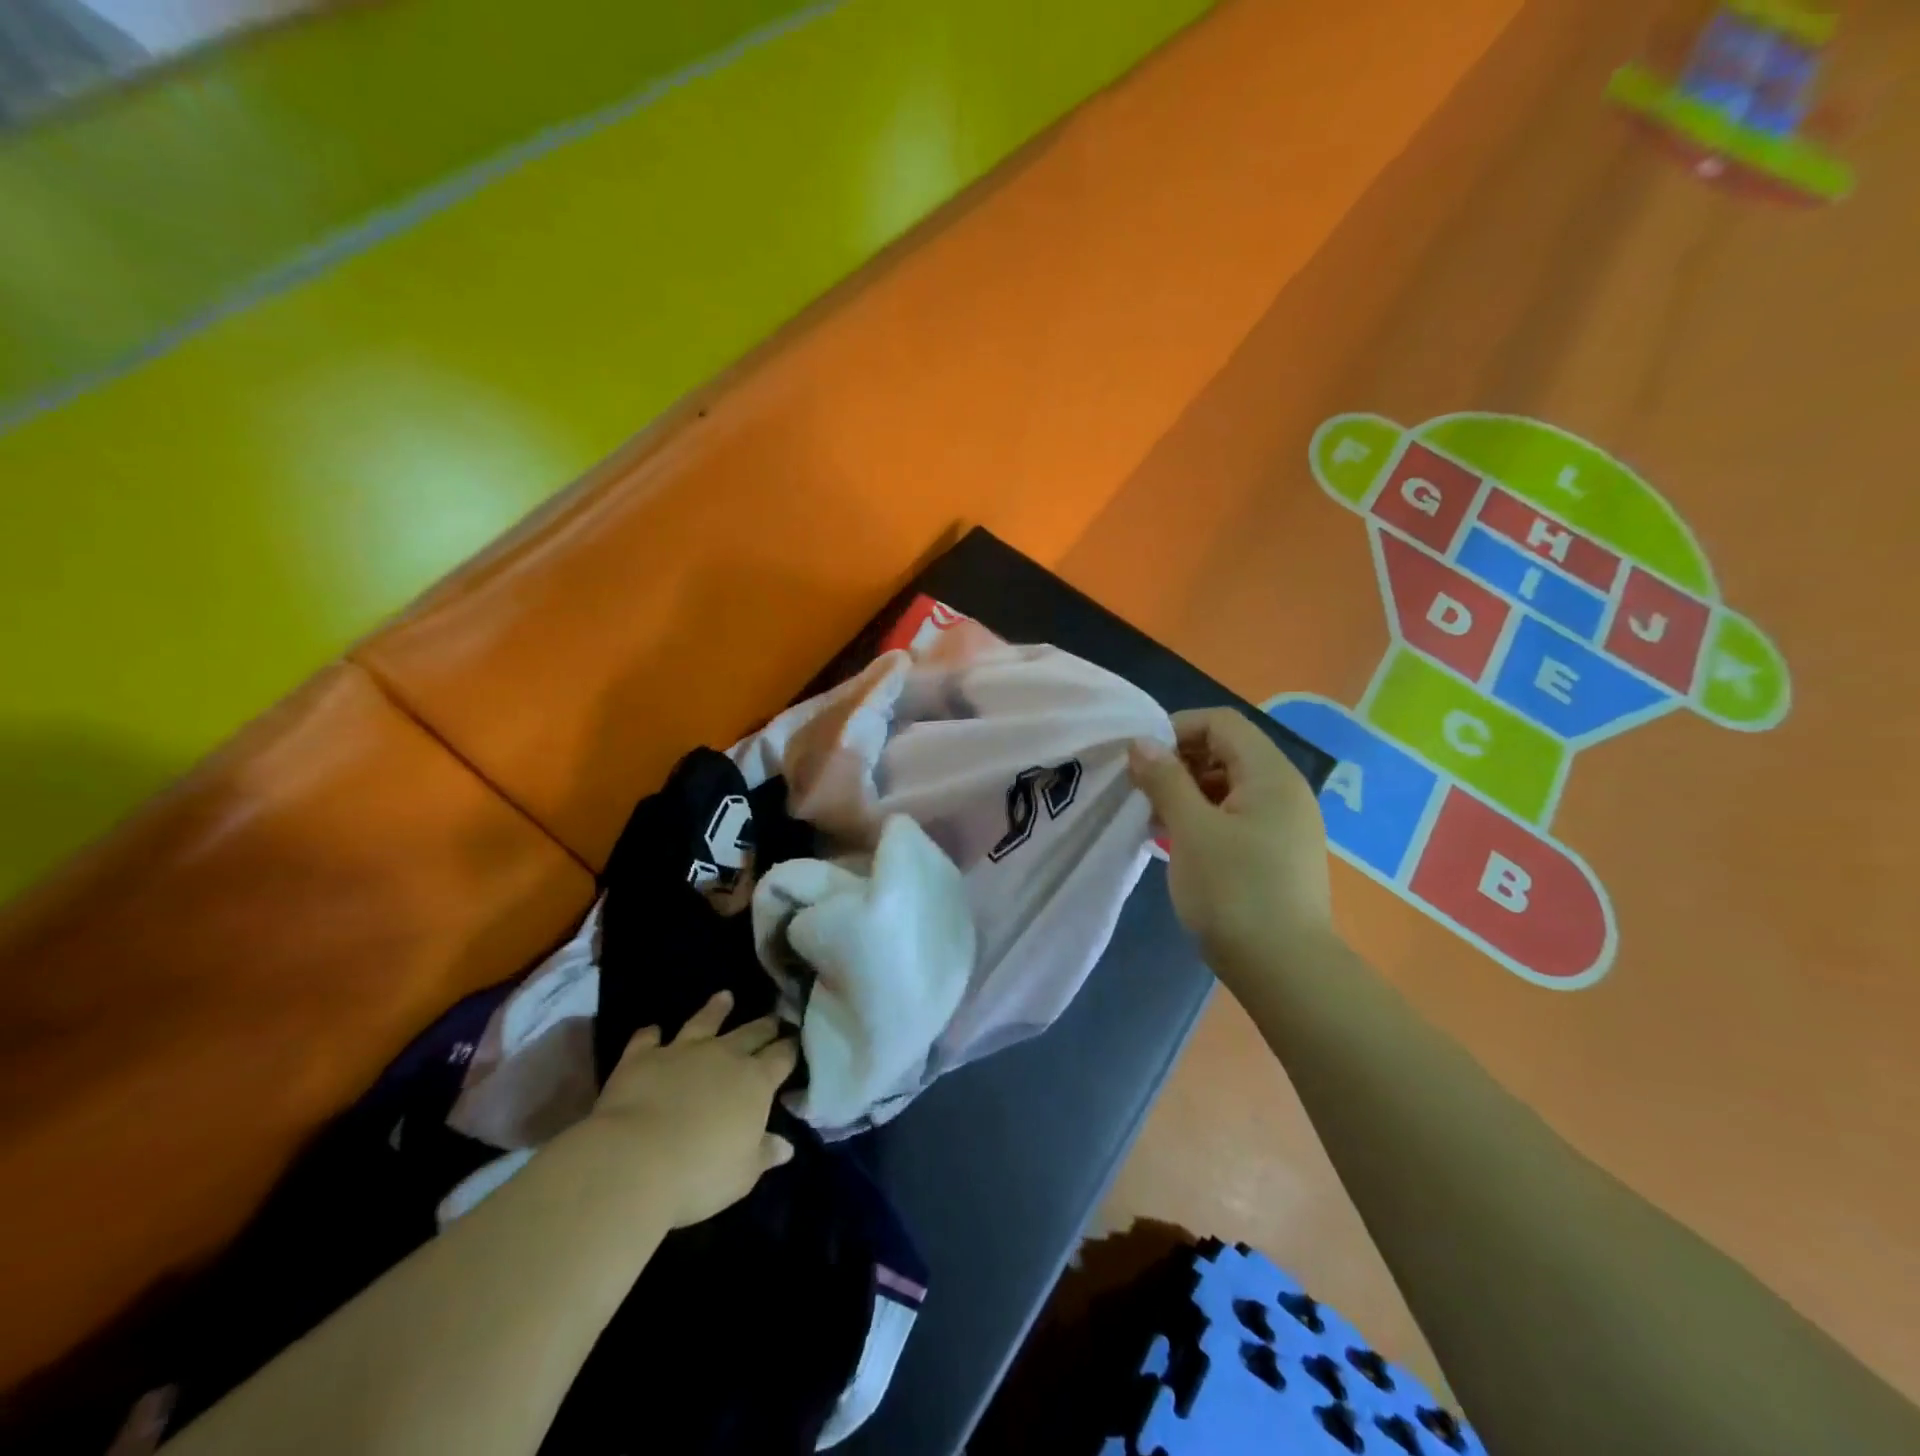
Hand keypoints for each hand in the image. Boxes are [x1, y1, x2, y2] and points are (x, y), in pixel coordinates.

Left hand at [589, 992, 797, 1227]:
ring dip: (715, 1009)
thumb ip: (764, 1154)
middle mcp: (724, 1056)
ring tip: (724, 997)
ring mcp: (683, 1051)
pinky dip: (650, 1034)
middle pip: (751, 1034)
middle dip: (765, 1026)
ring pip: (704, 1022)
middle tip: (773, 1019)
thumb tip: (786, 1145)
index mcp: (756, 1082)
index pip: (781, 1058)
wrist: (634, 1161)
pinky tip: (652, 1029)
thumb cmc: (699, 1174)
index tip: (795, 1041)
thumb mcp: (742, 1174)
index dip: (789, 1049)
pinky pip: (647, 1040)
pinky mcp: (643, 1058)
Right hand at [1129, 707, 1336, 977]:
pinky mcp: (1278, 852)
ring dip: (1187, 792)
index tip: (1140, 758)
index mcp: (1270, 774)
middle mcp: (1284, 790)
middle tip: (1141, 790)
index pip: (1221, 723)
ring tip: (1152, 819)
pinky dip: (1203, 818)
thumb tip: (1142, 742)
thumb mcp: (1191, 830)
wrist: (1285, 970)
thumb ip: (1165, 779)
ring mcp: (1285, 823)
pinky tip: (1176, 842)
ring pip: (1228, 786)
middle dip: (1178, 762)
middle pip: (1226, 751)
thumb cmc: (1234, 891)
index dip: (1176, 729)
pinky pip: (1236, 816)